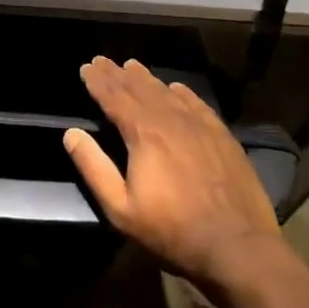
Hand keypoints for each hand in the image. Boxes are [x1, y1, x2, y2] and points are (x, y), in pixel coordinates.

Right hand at [63, 56, 283, 281]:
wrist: (238, 246)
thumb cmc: (172, 230)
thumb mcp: (120, 208)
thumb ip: (93, 167)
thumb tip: (71, 134)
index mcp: (143, 133)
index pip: (114, 97)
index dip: (97, 81)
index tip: (86, 67)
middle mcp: (170, 119)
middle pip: (138, 88)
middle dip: (117, 74)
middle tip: (102, 60)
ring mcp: (199, 125)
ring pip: (166, 92)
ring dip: (145, 78)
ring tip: (131, 66)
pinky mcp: (222, 136)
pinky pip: (196, 103)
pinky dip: (181, 92)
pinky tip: (175, 87)